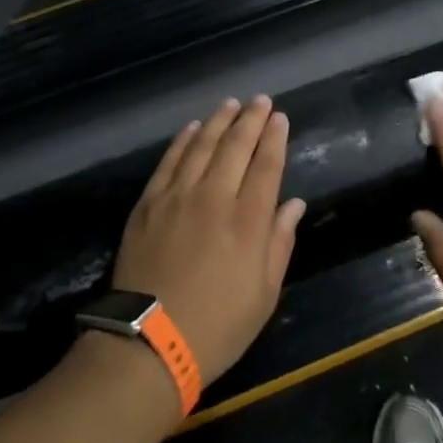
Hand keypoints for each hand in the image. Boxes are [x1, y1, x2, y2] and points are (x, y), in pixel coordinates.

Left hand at [112, 97, 305, 384]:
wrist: (149, 342)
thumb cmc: (218, 326)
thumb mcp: (264, 294)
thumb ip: (279, 242)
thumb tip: (293, 204)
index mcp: (248, 221)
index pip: (266, 166)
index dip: (275, 138)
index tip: (280, 118)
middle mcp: (214, 197)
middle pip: (235, 146)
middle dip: (251, 119)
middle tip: (260, 100)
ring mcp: (177, 197)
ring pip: (201, 145)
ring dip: (218, 121)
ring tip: (230, 103)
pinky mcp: (148, 203)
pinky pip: (169, 162)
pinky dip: (183, 141)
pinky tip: (192, 128)